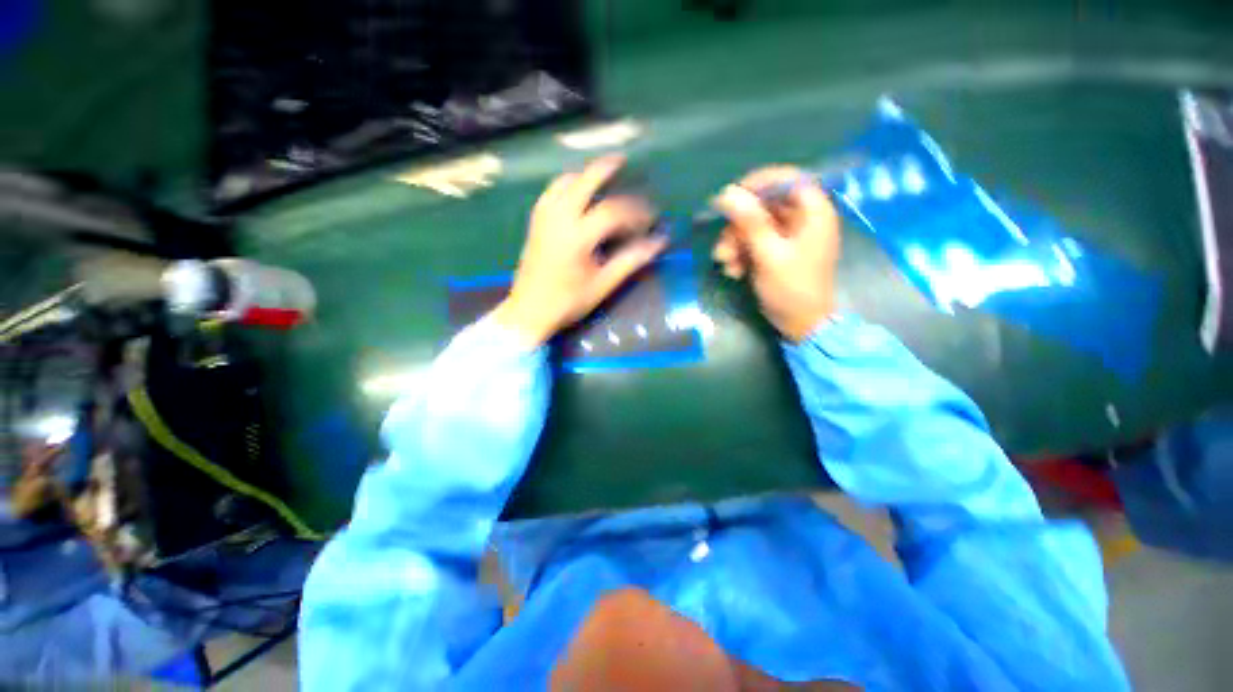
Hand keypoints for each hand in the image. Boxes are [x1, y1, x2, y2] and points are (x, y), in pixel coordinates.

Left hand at [494, 156, 666, 345]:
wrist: (528, 311)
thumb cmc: (567, 301)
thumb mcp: (602, 284)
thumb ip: (630, 261)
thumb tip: (658, 244)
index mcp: (577, 236)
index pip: (612, 212)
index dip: (635, 211)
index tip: (650, 217)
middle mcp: (558, 219)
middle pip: (583, 182)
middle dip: (604, 168)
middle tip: (622, 159)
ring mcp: (543, 219)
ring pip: (563, 183)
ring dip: (584, 175)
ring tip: (601, 175)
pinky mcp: (535, 223)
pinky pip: (551, 192)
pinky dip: (566, 185)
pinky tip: (575, 192)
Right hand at [711, 166, 840, 342]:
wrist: (800, 324)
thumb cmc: (792, 289)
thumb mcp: (769, 255)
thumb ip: (750, 222)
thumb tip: (727, 192)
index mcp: (813, 212)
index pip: (786, 179)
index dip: (757, 183)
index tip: (731, 197)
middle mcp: (801, 218)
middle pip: (764, 205)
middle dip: (738, 225)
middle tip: (723, 245)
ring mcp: (787, 236)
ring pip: (754, 225)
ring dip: (735, 243)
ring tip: (725, 263)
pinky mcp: (776, 251)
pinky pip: (753, 241)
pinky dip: (741, 254)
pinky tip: (734, 271)